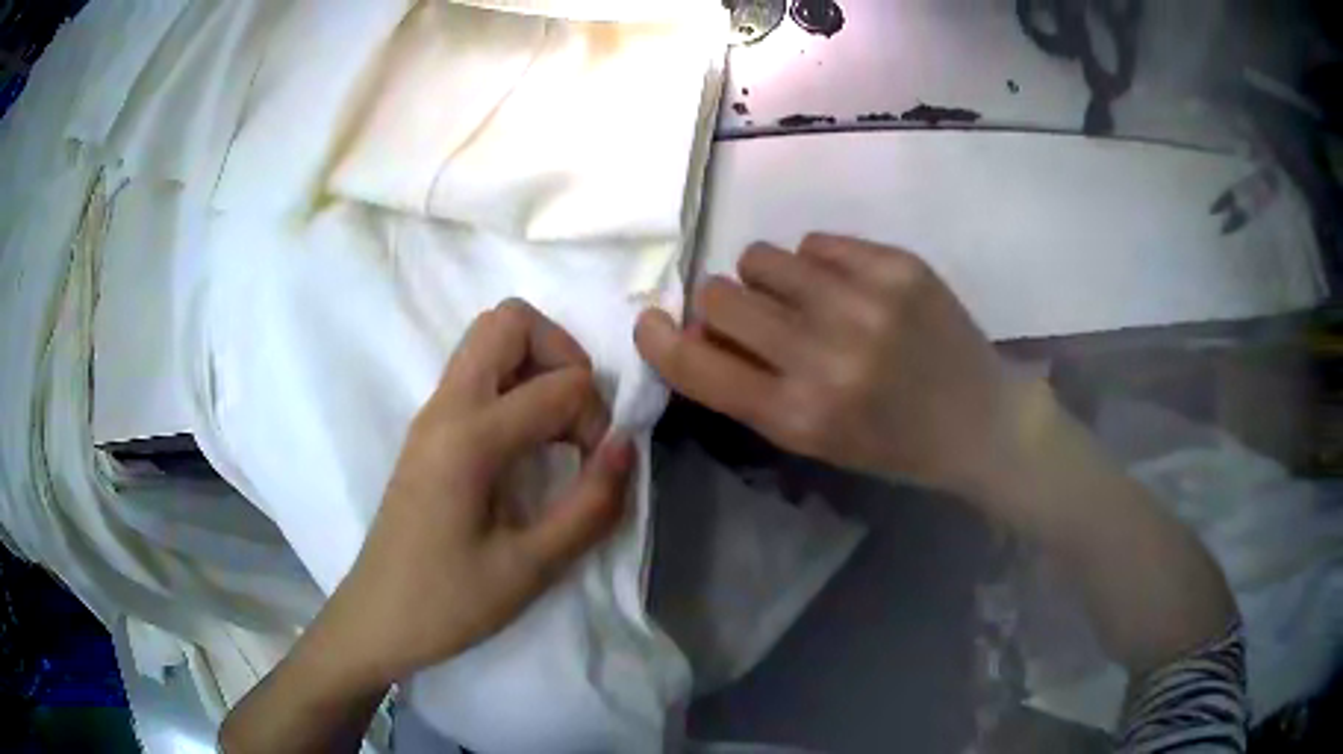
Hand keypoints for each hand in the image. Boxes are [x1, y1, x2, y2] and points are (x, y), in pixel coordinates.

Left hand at [321, 299, 633, 688]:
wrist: (378, 618)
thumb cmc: (448, 603)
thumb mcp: (531, 569)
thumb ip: (590, 506)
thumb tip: (627, 446)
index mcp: (468, 438)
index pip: (558, 385)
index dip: (596, 420)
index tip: (596, 470)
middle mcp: (446, 407)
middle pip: (509, 320)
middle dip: (562, 352)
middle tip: (581, 413)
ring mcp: (431, 414)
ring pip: (489, 338)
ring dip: (538, 363)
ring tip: (560, 426)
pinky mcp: (429, 430)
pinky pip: (477, 371)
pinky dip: (516, 382)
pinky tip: (529, 440)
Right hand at [635, 234, 1022, 498]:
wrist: (982, 421)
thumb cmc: (892, 443)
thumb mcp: (814, 439)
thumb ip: (750, 386)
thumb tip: (697, 327)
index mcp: (800, 417)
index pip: (698, 366)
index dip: (660, 340)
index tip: (651, 321)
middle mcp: (827, 358)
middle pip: (722, 296)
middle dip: (724, 305)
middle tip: (758, 318)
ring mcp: (866, 304)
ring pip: (763, 257)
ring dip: (769, 278)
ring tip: (806, 299)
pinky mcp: (898, 266)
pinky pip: (816, 242)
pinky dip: (819, 264)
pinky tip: (849, 288)